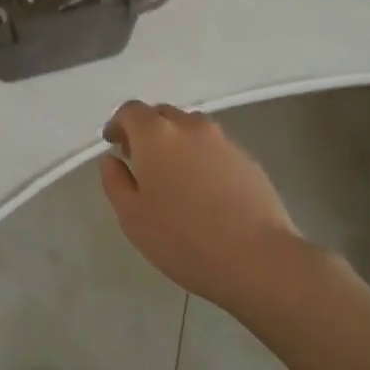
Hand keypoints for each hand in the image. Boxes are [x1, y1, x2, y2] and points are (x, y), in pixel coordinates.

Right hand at [99, 101, 305, 313]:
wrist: (257, 258)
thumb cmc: (183, 239)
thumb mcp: (132, 218)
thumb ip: (115, 182)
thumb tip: (112, 160)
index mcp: (156, 135)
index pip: (131, 110)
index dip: (118, 123)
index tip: (113, 143)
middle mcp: (189, 126)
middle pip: (161, 114)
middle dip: (146, 130)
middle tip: (140, 160)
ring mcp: (222, 140)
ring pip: (190, 128)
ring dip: (175, 141)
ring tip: (173, 175)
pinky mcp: (246, 158)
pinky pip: (214, 147)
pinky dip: (200, 156)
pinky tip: (204, 189)